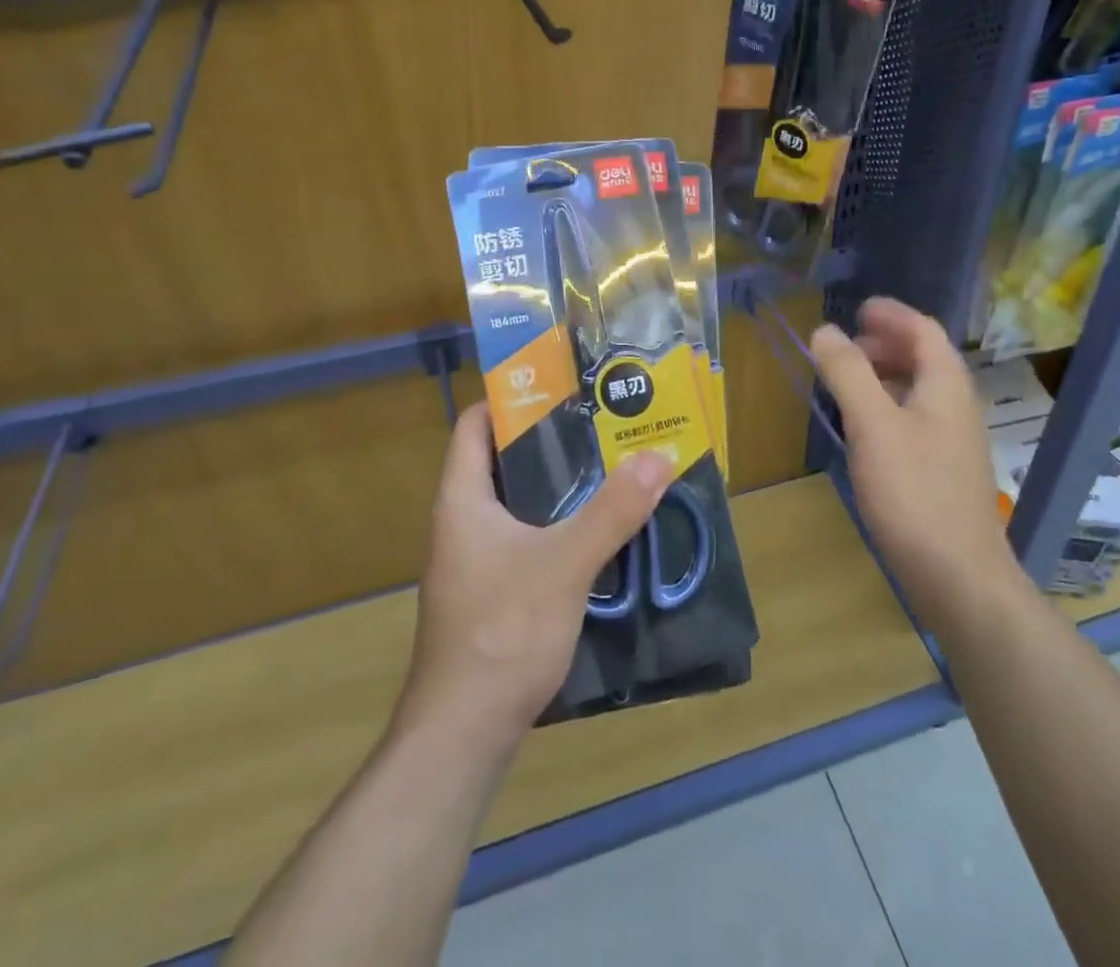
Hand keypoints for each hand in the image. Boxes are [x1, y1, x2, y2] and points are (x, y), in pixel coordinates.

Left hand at [399, 403, 671, 741]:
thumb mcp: (565, 563)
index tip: (561, 383)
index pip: (475, 423)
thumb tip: (658, 456)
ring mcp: (476, 561)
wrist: (462, 735)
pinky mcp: (493, 593)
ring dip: (560, 486)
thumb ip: (613, 511)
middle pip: (503, 460)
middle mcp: (463, 522)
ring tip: (611, 466)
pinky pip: (528, 539)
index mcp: (462, 499)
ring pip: (519, 503)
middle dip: (551, 440)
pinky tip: (600, 530)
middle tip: (602, 422)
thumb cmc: (502, 632)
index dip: (511, 397)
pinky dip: (560, 525)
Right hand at [811, 298, 1019, 630]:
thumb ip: (848, 373)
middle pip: (925, 357)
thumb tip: (824, 330)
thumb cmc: (914, 492)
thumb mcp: (872, 425)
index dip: (891, 314)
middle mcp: (957, 406)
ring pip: (921, 389)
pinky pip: (917, 417)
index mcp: (946, 385)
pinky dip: (889, 405)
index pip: (924, 330)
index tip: (858, 309)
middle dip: (886, 343)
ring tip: (848, 381)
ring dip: (886, 374)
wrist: (959, 576)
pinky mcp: (946, 470)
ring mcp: (955, 441)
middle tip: (846, 346)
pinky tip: (866, 429)